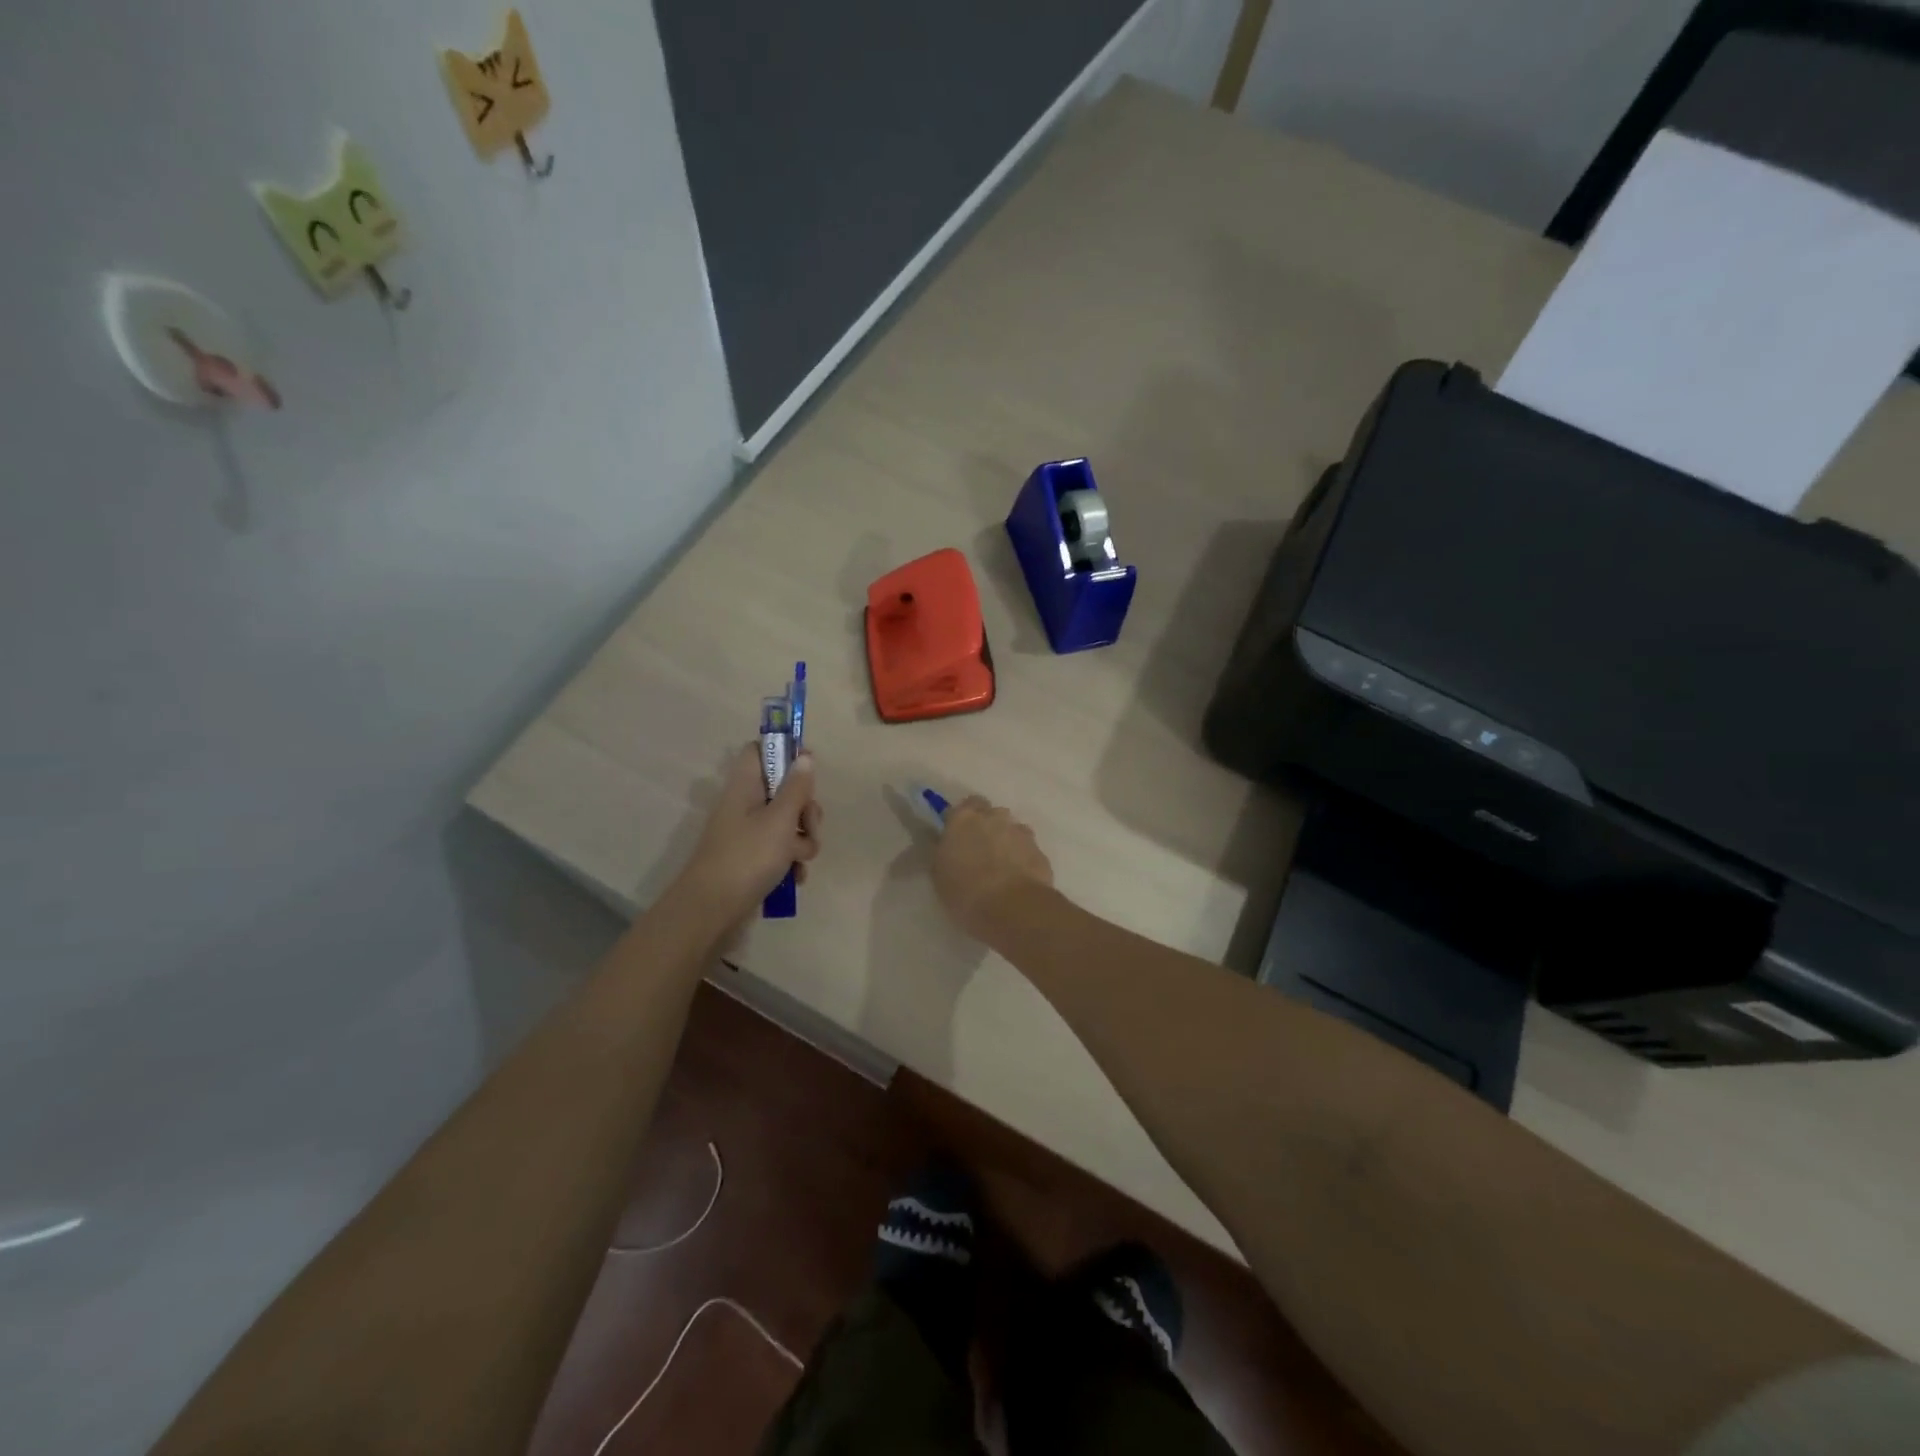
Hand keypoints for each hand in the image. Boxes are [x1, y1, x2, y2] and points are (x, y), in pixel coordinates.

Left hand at [677, 743, 822, 924]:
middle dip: (805, 809)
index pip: (760, 751)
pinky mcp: (753, 860)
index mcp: (745, 787)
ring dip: (802, 840)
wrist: (711, 912)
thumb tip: (805, 756)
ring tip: (799, 860)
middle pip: (784, 790)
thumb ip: (796, 788)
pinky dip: (791, 862)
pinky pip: (781, 851)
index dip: (785, 752)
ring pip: (788, 824)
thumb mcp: (779, 820)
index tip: (809, 766)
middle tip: (807, 826)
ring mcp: (749, 834)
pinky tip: (795, 878)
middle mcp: (745, 806)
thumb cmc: (747, 858)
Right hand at [932, 796, 1053, 941]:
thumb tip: (946, 843)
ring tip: (1000, 868)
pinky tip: (1017, 878)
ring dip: (1005, 841)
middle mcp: (994, 817)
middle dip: (985, 826)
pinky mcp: (1039, 850)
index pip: (962, 806)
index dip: (961, 821)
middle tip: (979, 851)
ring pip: (1011, 829)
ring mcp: (1020, 832)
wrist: (1013, 908)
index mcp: (964, 819)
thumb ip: (943, 851)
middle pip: (989, 813)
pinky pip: (1026, 848)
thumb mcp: (940, 874)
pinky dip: (1022, 857)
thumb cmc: (966, 892)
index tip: (957, 838)